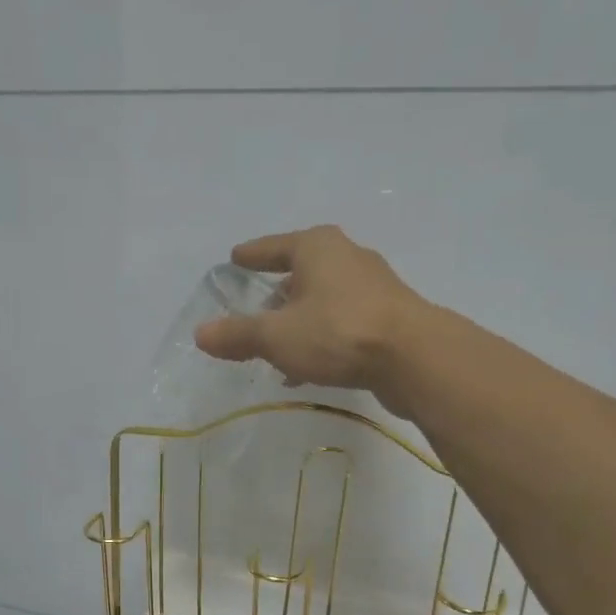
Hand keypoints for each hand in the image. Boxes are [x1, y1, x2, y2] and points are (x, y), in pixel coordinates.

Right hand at [193, 225, 426, 411]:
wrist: (415, 358)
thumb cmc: (338, 332)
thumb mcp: (276, 335)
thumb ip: (238, 335)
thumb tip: (201, 333)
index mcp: (317, 248)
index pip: (274, 246)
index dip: (252, 255)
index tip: (235, 258)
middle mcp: (347, 258)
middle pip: (301, 272)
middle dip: (277, 293)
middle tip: (254, 311)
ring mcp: (373, 288)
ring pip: (323, 301)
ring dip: (299, 322)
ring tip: (276, 348)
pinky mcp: (389, 318)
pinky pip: (341, 324)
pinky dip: (320, 339)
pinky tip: (306, 368)